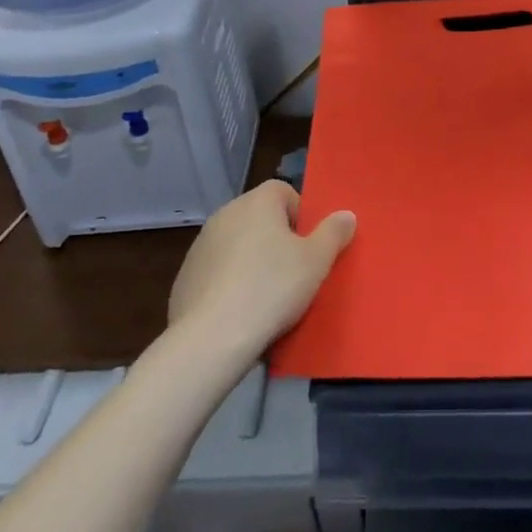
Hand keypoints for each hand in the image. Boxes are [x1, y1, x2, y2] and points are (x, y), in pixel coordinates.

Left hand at [168, 181, 355, 355]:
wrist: (212, 339)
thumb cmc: (271, 288)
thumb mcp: (316, 261)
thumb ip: (334, 233)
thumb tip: (346, 214)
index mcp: (256, 202)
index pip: (284, 192)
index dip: (301, 216)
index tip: (309, 247)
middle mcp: (225, 214)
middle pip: (260, 219)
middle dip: (277, 241)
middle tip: (294, 274)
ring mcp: (200, 246)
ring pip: (237, 246)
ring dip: (251, 263)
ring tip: (266, 299)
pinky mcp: (185, 278)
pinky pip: (217, 273)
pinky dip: (229, 285)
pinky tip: (239, 313)